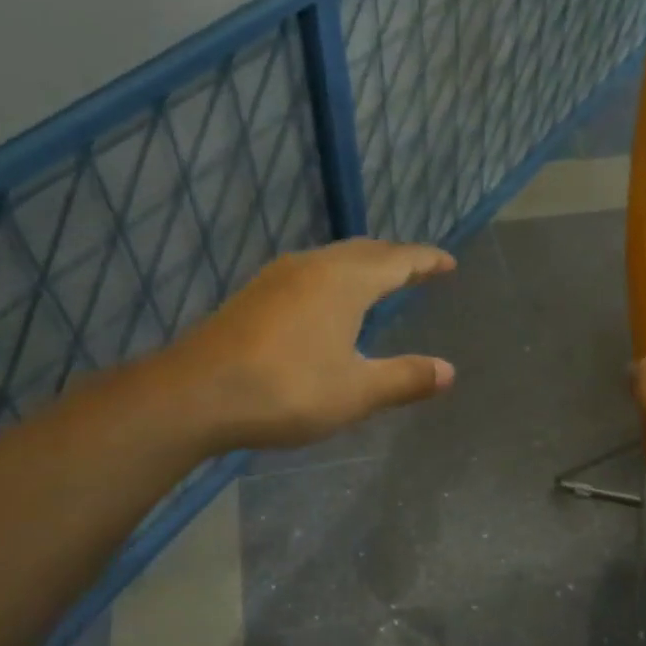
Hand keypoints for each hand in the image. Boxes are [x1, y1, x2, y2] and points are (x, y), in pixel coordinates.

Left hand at [168, 238, 456, 450]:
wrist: (196, 394)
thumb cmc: (287, 389)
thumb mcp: (356, 391)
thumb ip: (405, 378)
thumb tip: (449, 371)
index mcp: (345, 281)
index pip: (398, 260)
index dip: (427, 260)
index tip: (449, 263)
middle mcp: (313, 267)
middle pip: (365, 251)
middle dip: (396, 258)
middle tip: (419, 270)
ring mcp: (278, 277)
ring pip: (333, 259)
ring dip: (363, 265)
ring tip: (380, 282)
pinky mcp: (254, 295)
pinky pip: (310, 273)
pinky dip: (335, 278)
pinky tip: (328, 303)